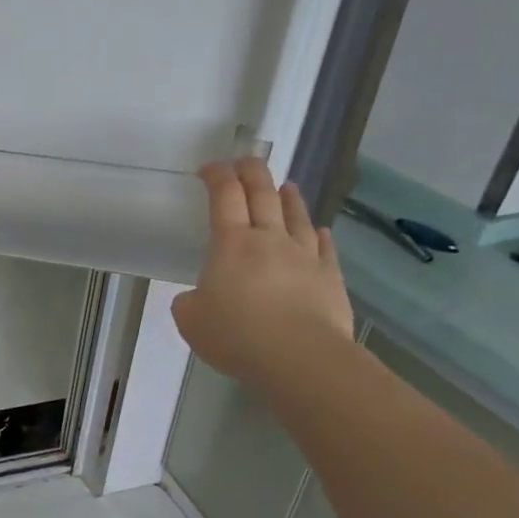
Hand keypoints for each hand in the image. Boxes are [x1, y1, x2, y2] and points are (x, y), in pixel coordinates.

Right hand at [171, 158, 355, 387]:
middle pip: (263, 195)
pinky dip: (320, 235)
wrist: (299, 357)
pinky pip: (325, 248)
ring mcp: (305, 256)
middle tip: (246, 160)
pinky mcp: (329, 277)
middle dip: (252, 173)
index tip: (210, 167)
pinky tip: (320, 230)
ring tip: (287, 186)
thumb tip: (198, 296)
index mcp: (232, 245)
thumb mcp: (191, 320)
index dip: (217, 177)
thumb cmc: (236, 335)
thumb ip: (189, 301)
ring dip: (289, 198)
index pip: (224, 197)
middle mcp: (270, 240)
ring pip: (297, 217)